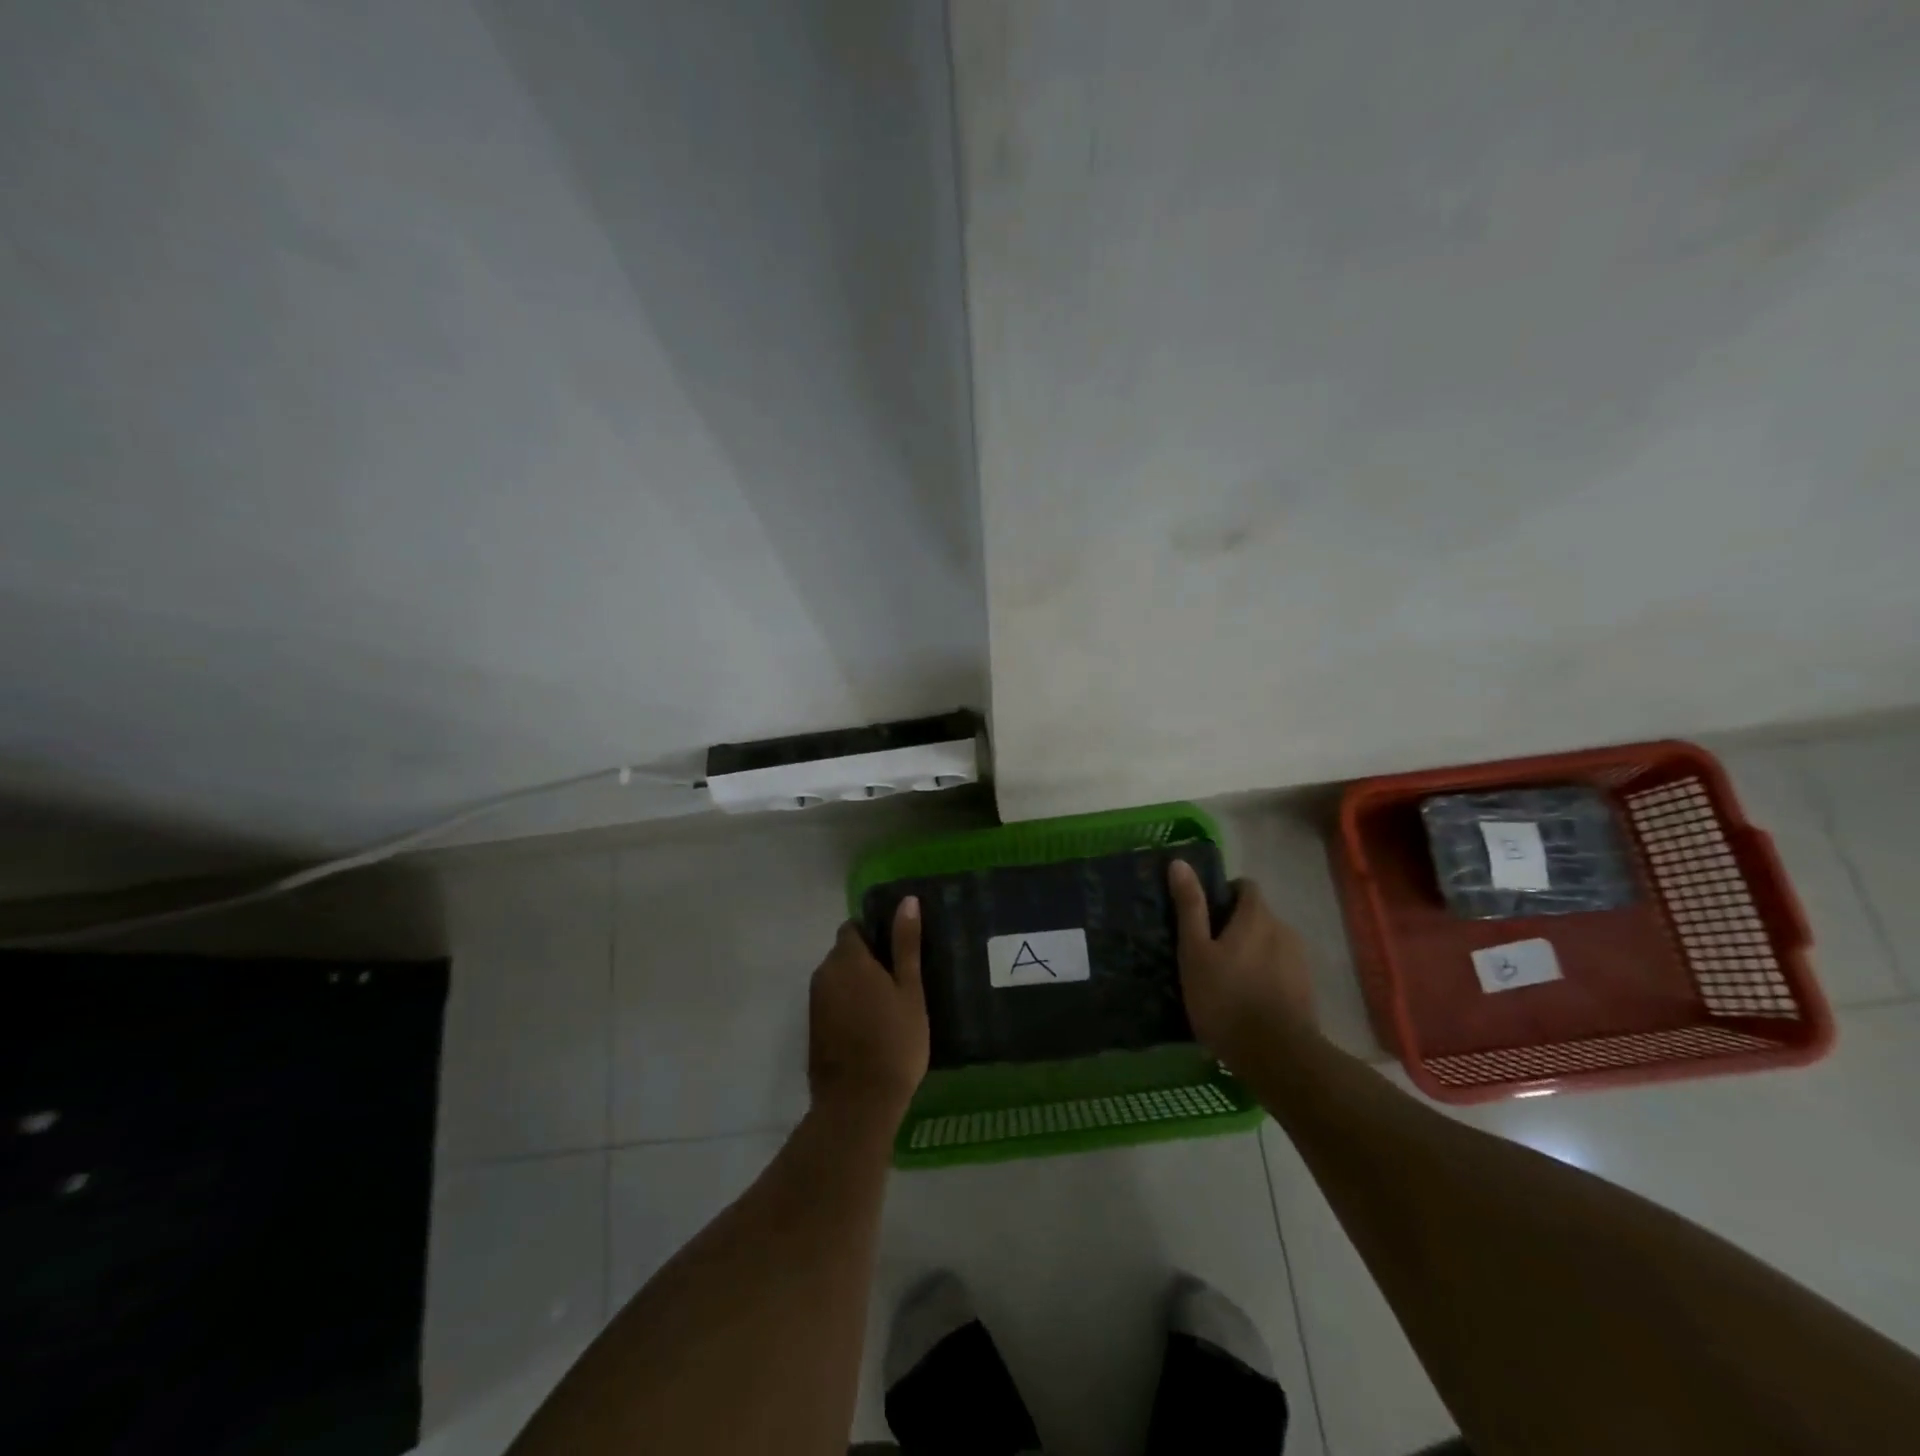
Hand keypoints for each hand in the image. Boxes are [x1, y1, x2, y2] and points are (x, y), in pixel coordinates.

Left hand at [808, 898, 929, 1125]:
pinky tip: (871, 1025)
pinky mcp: (813, 1028)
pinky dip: (848, 1005)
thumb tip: (906, 900)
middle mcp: (824, 974)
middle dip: (867, 959)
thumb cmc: (894, 1042)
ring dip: (857, 983)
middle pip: (844, 953)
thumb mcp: (910, 991)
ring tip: (889, 1003)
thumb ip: (906, 944)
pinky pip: (832, 1002)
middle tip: (900, 979)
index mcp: (848, 959)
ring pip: (838, 979)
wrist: (858, 1104)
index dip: (874, 933)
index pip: (853, 928)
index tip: (898, 950)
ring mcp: (815, 1003)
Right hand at [1168, 862, 1315, 1074]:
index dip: (1225, 893)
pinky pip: (1280, 969)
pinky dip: (1265, 974)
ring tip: (1227, 978)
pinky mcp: (1306, 989)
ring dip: (1251, 951)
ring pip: (1270, 943)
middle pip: (1258, 915)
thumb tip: (1179, 863)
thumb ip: (1190, 907)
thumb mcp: (1195, 952)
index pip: (1246, 886)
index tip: (1204, 914)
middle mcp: (1284, 929)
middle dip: (1236, 925)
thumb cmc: (1226, 999)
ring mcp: (1300, 961)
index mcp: (1257, 916)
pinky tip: (1247, 999)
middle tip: (1208, 950)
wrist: (1278, 1057)